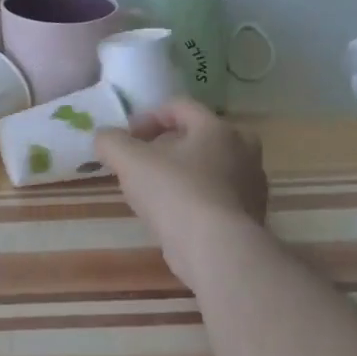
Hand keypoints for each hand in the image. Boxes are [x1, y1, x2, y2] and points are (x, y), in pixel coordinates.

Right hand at [95, 100, 268, 264]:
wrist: (216, 249)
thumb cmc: (174, 192)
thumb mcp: (128, 160)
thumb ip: (110, 142)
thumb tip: (105, 138)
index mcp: (216, 128)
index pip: (180, 106)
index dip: (147, 116)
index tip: (127, 137)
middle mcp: (242, 150)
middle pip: (199, 135)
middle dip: (169, 144)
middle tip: (144, 160)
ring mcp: (251, 185)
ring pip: (210, 167)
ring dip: (182, 172)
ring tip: (155, 191)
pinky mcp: (251, 216)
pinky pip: (218, 195)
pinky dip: (195, 197)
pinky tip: (174, 215)